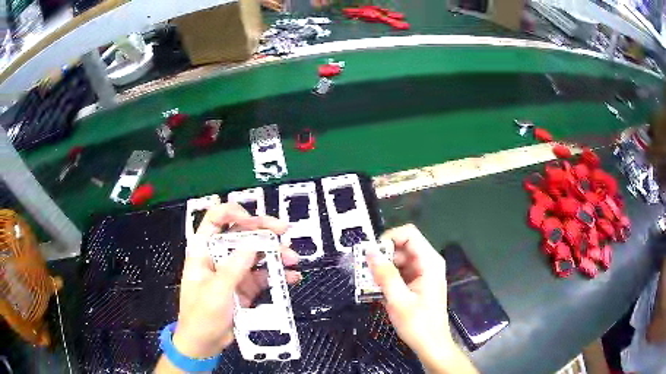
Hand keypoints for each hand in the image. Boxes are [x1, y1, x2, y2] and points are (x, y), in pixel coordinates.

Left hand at [172, 203, 300, 358]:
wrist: (205, 344)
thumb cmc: (201, 317)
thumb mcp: (215, 293)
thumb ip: (233, 269)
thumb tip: (252, 245)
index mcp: (203, 251)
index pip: (215, 220)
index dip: (233, 213)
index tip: (254, 221)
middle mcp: (220, 256)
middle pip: (241, 233)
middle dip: (263, 230)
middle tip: (284, 231)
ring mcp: (234, 271)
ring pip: (256, 254)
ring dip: (276, 253)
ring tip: (292, 259)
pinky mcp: (246, 287)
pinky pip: (264, 275)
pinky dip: (279, 274)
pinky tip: (292, 277)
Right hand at [368, 224, 477, 373]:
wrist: (431, 345)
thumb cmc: (418, 325)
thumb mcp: (398, 301)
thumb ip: (385, 275)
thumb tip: (370, 252)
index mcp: (429, 263)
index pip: (409, 234)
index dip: (388, 239)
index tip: (371, 254)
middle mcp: (428, 263)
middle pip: (402, 246)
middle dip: (382, 255)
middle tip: (363, 270)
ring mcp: (423, 272)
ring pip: (398, 259)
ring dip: (382, 268)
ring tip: (367, 282)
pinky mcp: (417, 282)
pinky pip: (400, 271)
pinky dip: (387, 277)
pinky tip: (376, 289)